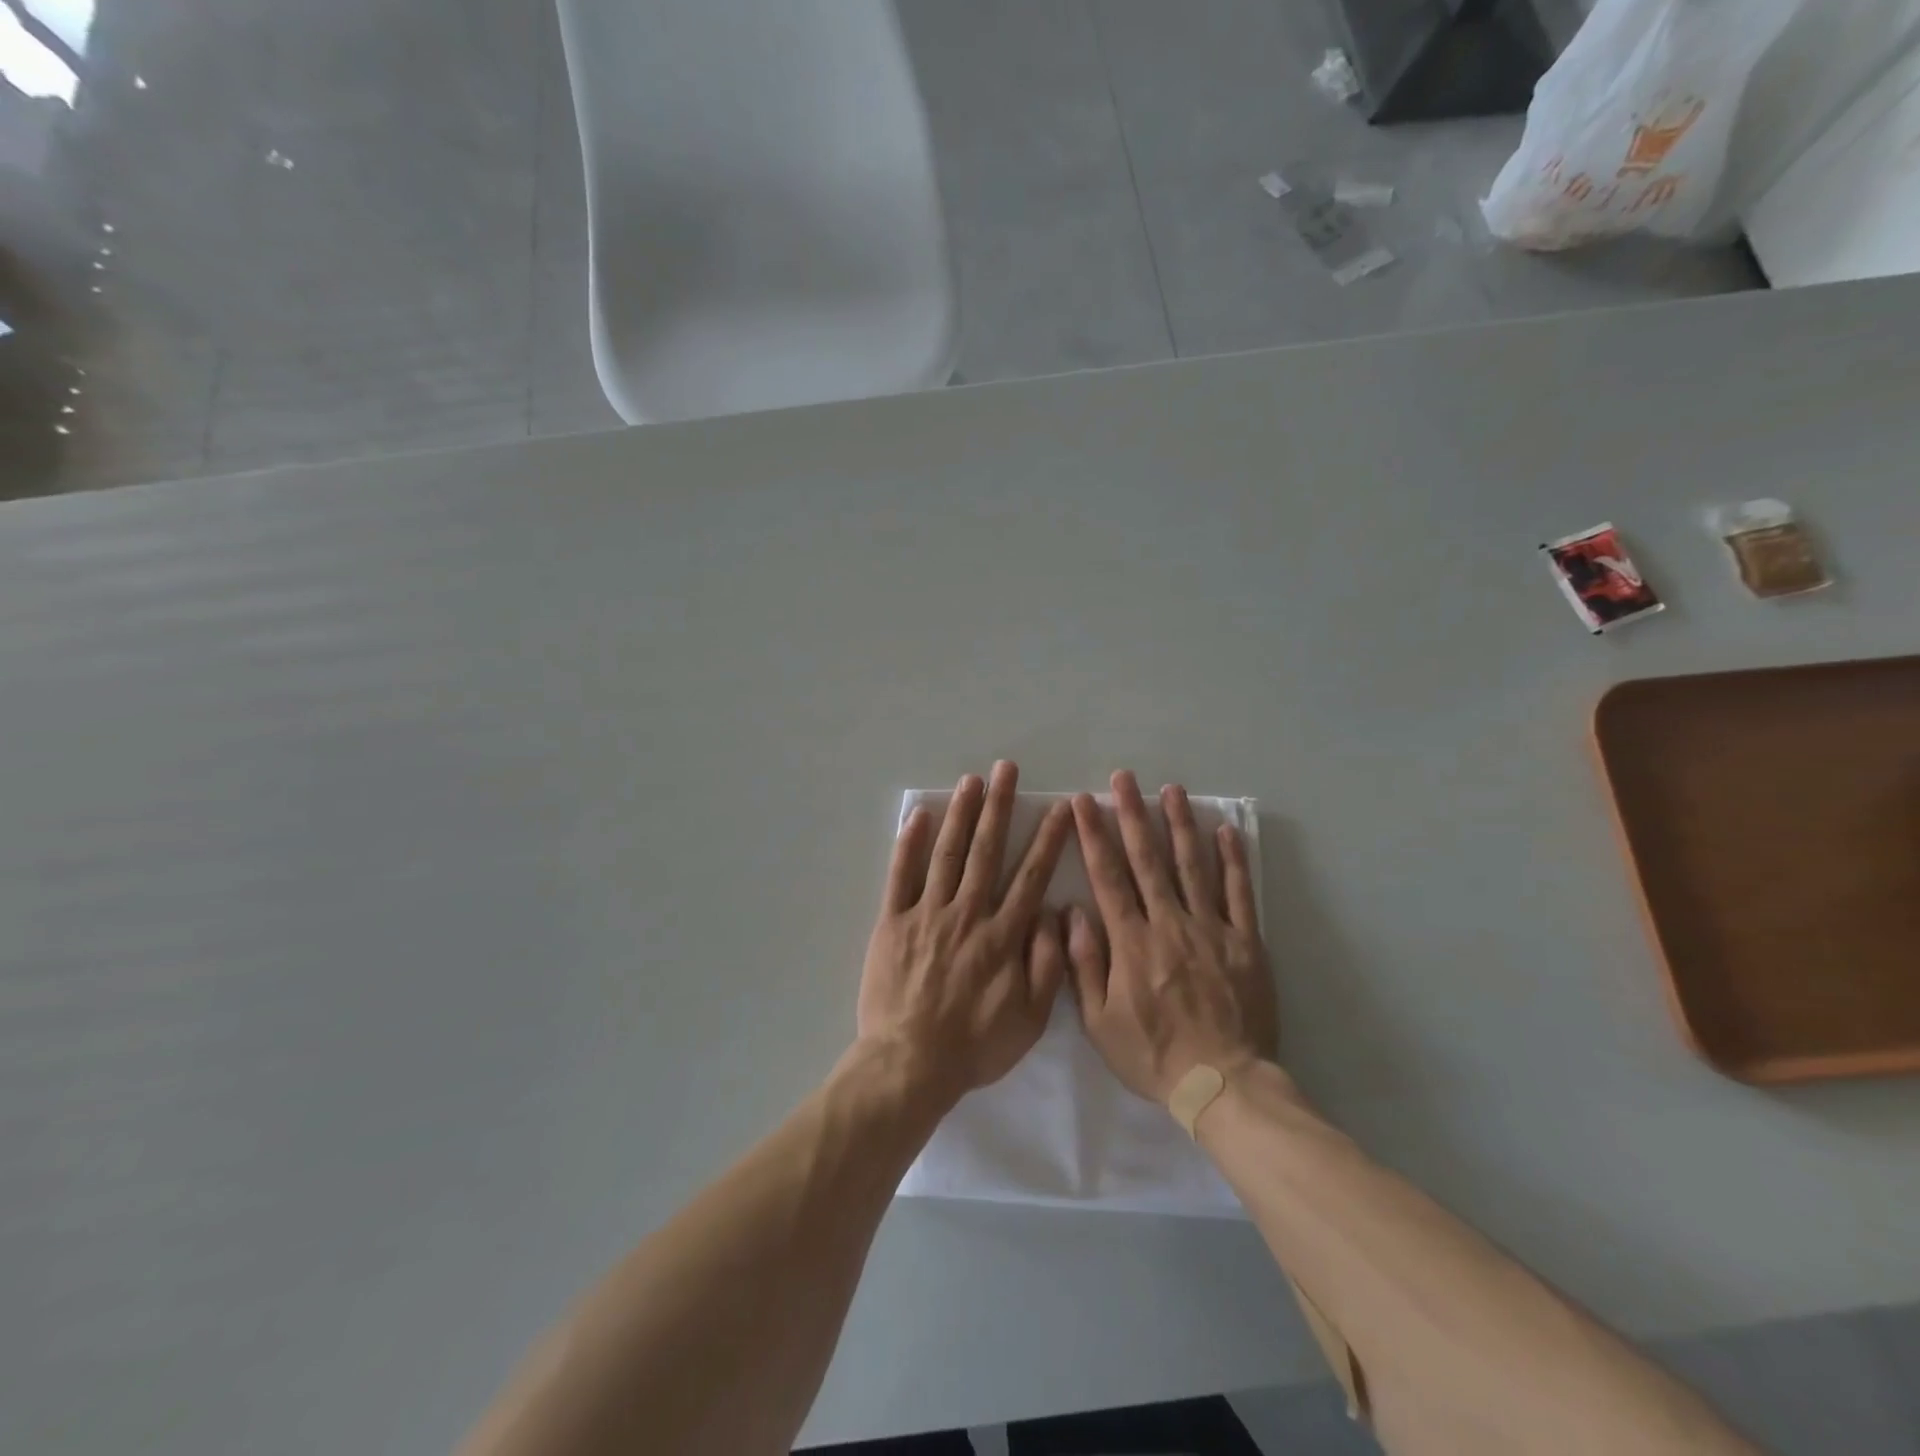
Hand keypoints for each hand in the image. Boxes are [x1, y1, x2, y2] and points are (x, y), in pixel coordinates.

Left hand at [858, 761, 1073, 1102]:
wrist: (910, 1063)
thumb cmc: (974, 1045)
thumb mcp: (1029, 1019)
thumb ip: (1046, 964)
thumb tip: (1054, 914)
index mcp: (1003, 935)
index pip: (1031, 876)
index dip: (1047, 840)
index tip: (1059, 808)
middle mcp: (968, 913)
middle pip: (986, 851)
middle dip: (999, 807)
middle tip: (1006, 769)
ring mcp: (927, 913)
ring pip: (947, 853)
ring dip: (961, 814)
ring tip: (971, 780)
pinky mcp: (893, 922)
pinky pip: (901, 876)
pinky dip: (908, 843)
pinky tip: (918, 815)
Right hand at [1066, 771, 1277, 1104]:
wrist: (1222, 1083)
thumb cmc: (1153, 1054)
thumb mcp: (1099, 1022)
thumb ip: (1084, 964)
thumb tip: (1072, 912)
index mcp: (1131, 941)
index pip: (1107, 876)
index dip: (1094, 835)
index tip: (1084, 801)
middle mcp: (1169, 923)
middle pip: (1148, 859)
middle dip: (1132, 814)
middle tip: (1123, 779)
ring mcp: (1211, 928)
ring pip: (1192, 865)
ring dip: (1179, 824)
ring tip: (1170, 789)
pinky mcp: (1245, 941)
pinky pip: (1238, 893)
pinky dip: (1232, 860)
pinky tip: (1224, 830)